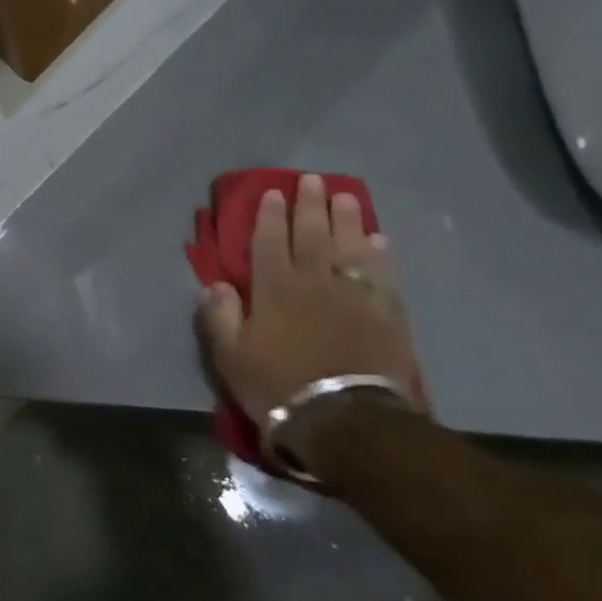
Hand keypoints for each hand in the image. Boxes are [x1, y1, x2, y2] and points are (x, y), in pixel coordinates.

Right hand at [197, 174, 423, 458]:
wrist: (348, 421)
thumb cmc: (278, 386)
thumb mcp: (230, 355)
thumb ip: (220, 315)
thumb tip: (215, 284)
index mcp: (273, 288)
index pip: (268, 241)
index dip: (268, 215)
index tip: (271, 192)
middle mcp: (314, 282)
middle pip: (311, 235)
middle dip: (309, 205)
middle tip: (311, 179)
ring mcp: (354, 296)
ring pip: (349, 247)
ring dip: (346, 220)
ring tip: (345, 196)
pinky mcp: (386, 316)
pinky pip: (383, 276)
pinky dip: (380, 256)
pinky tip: (379, 241)